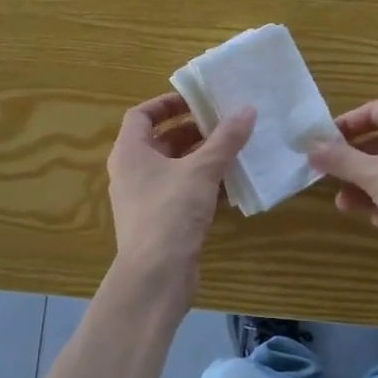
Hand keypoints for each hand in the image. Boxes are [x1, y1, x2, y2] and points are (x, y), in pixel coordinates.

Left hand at [107, 92, 254, 280]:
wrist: (156, 276)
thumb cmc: (170, 212)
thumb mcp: (201, 170)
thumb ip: (225, 140)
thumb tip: (247, 109)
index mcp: (130, 152)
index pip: (142, 115)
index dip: (167, 103)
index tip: (197, 100)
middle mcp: (132, 172)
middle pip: (161, 141)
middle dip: (192, 131)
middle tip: (224, 123)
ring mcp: (145, 199)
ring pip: (174, 168)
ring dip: (202, 158)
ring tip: (234, 149)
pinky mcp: (160, 222)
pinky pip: (181, 193)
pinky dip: (203, 185)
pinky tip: (232, 185)